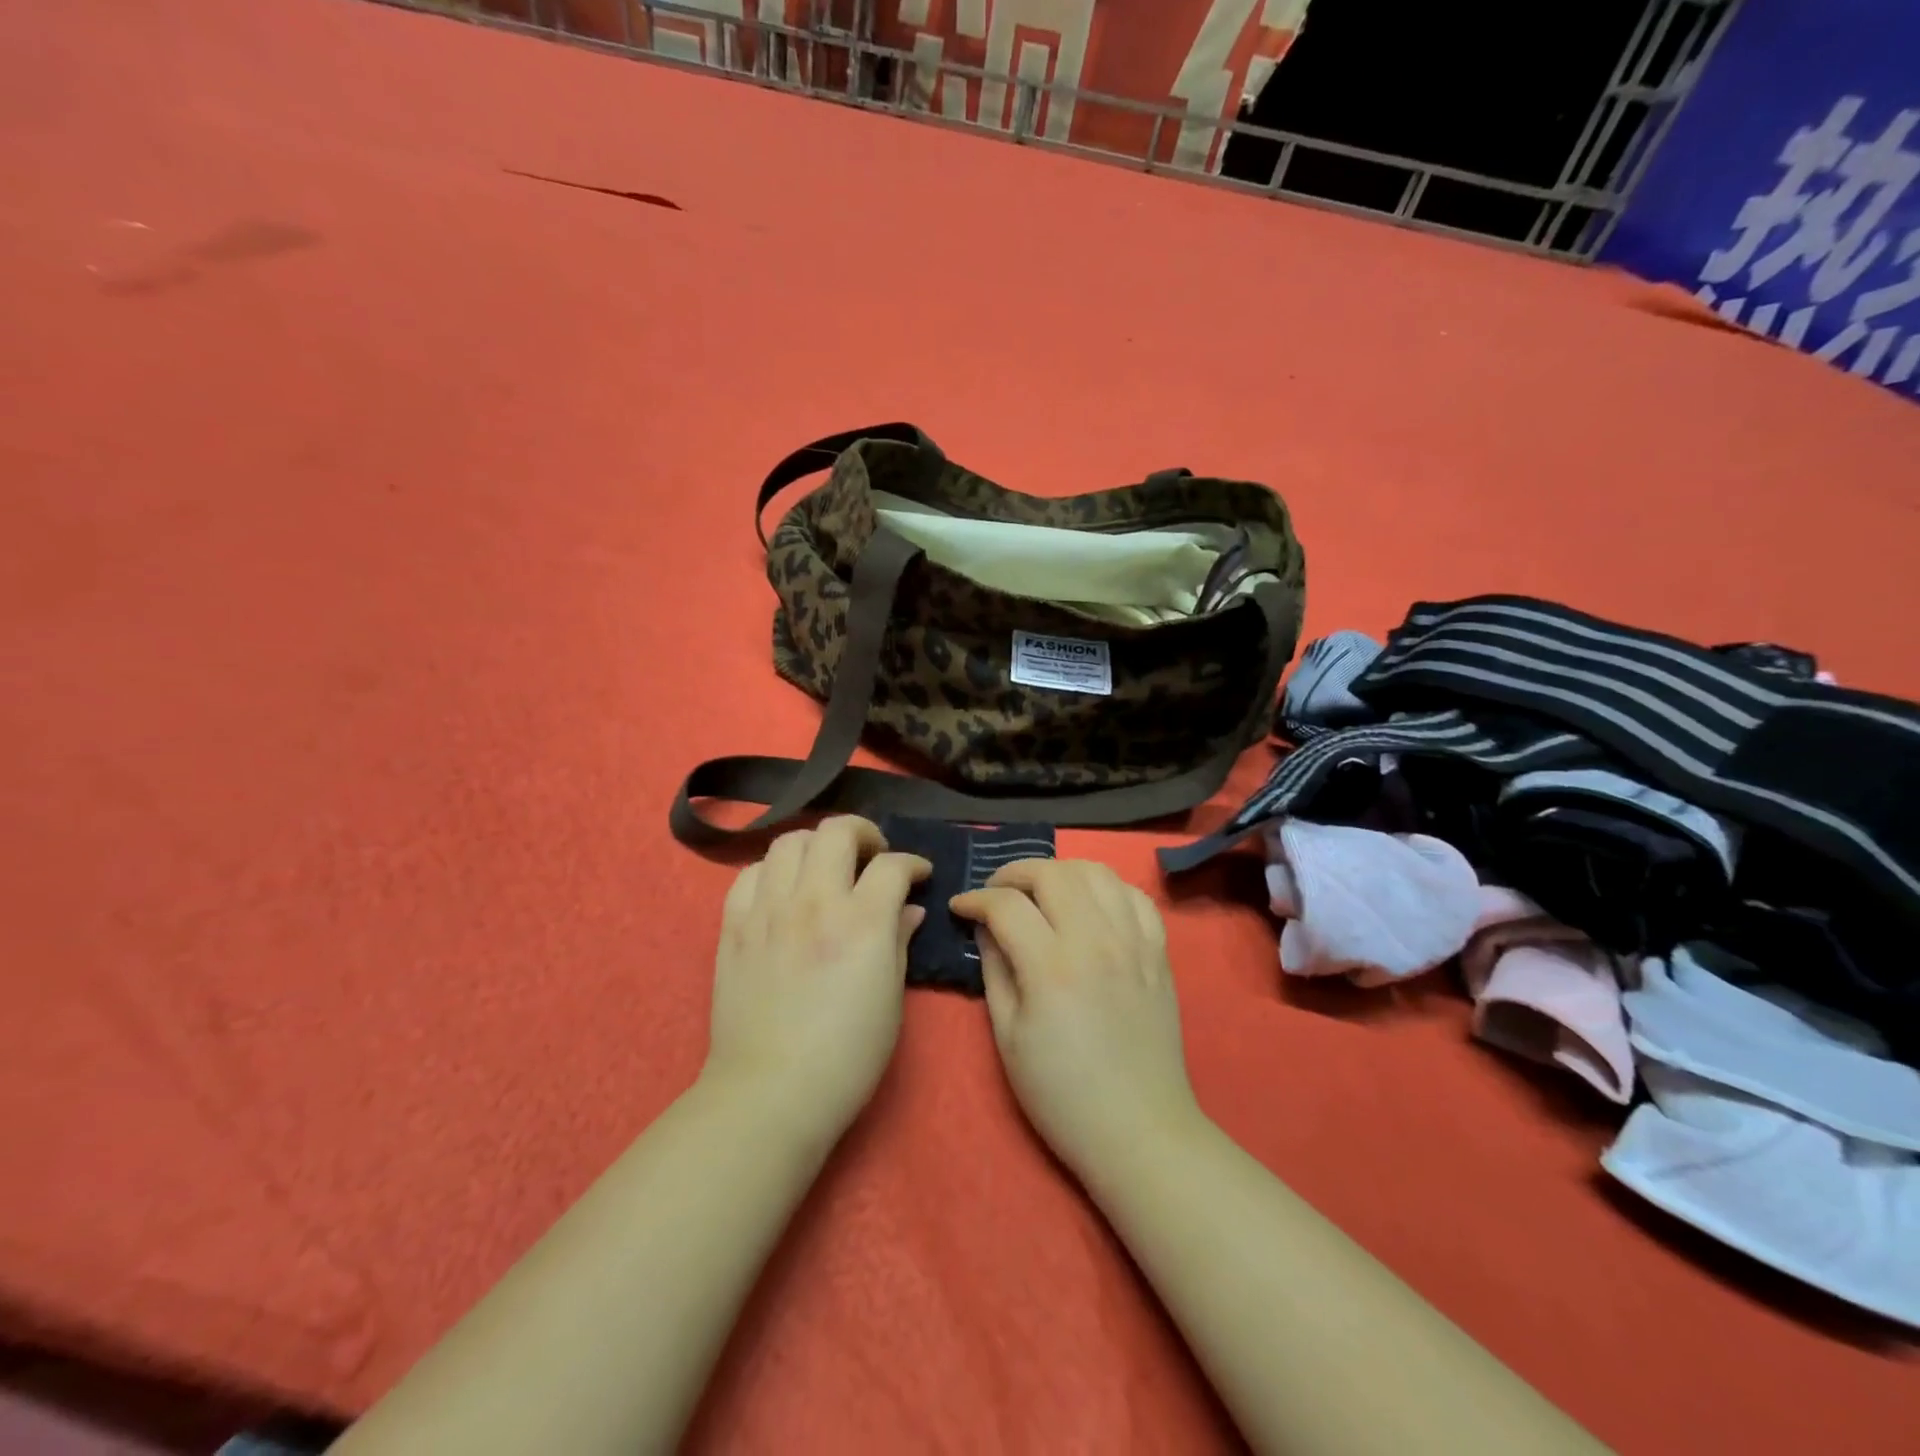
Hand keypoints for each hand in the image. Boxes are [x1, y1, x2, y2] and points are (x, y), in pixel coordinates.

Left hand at [705, 816, 930, 1148]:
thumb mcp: (890, 1000)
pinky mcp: (734, 926)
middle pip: (836, 832)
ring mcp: (768, 910)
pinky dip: (771, 871)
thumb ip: (899, 942)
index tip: (918, 875)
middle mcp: (814, 902)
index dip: (912, 863)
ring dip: (816, 845)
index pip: (891, 865)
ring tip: (826, 867)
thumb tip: (910, 910)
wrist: (769, 1093)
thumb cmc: (846, 1056)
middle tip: (873, 855)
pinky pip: (748, 874)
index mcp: (861, 922)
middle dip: (863, 833)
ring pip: (789, 842)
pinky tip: (783, 891)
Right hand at [950, 860, 1202, 1185]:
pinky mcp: (1158, 951)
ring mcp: (1134, 942)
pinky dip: (1107, 888)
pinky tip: (1091, 904)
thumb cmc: (1062, 1094)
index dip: (975, 899)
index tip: (961, 907)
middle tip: (997, 892)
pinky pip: (1135, 895)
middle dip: (1014, 873)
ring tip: (1042, 891)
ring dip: (1061, 871)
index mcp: (1052, 967)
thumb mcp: (1009, 1037)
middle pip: (1052, 873)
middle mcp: (1096, 940)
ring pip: (1097, 871)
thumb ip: (995, 970)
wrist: (1139, 1129)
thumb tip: (986, 926)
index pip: (1006, 905)